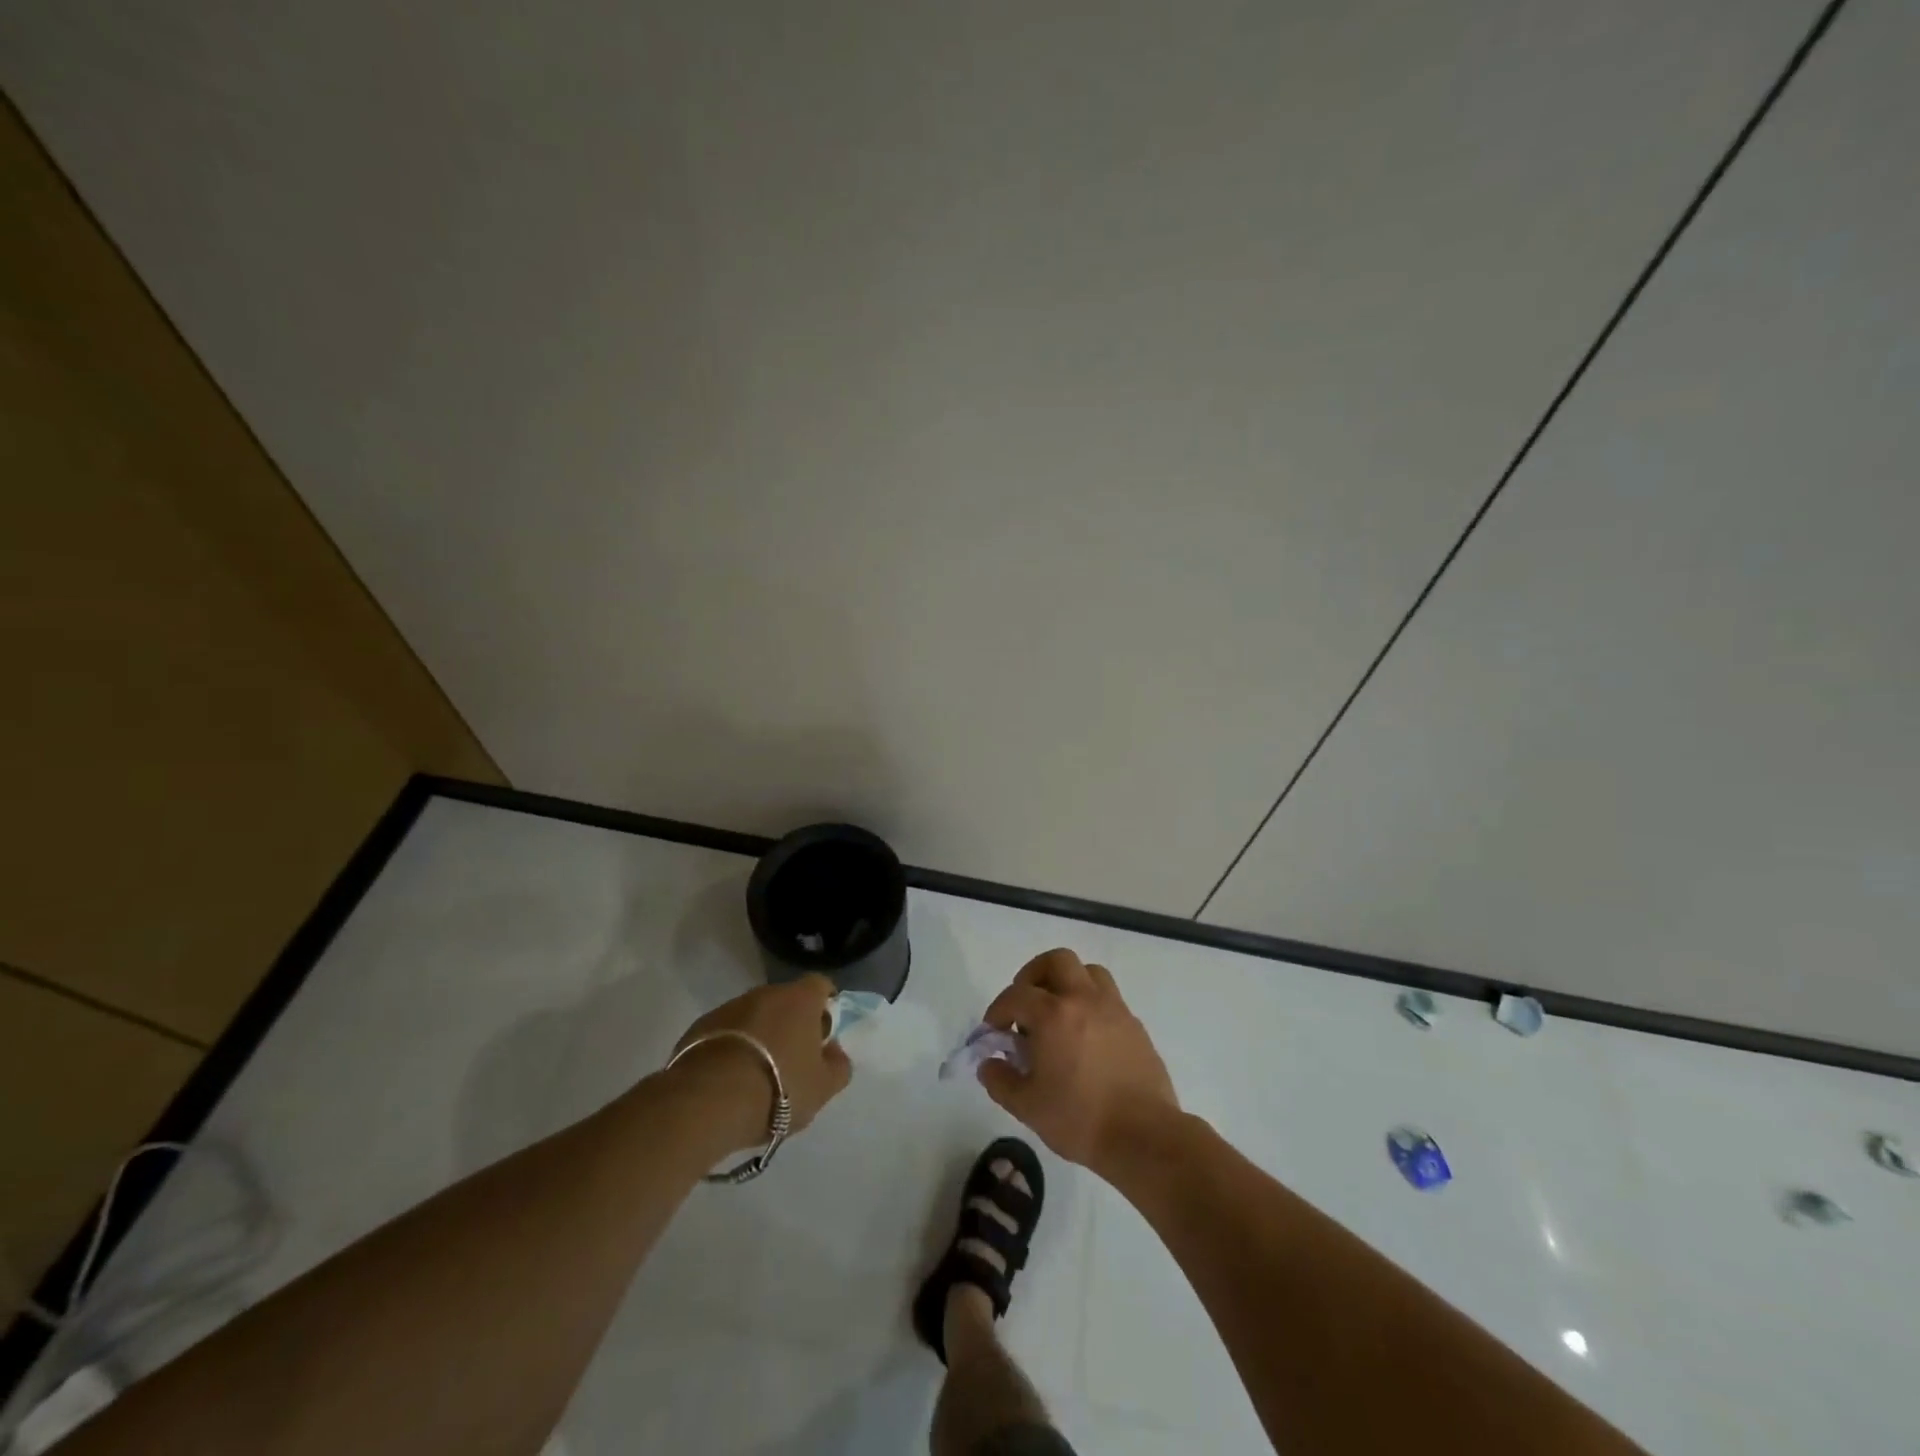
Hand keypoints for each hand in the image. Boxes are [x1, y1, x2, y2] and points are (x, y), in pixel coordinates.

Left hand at [669, 975, 852, 1149]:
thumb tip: (834, 1051)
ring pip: (753, 1015)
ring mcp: (729, 1007)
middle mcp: (765, 993)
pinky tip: (729, 1078)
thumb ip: (838, 1066)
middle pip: (785, 1000)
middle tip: (792, 1059)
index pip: (820, 985)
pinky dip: (731, 1046)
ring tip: (758, 1073)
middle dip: (790, 1023)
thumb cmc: (779, 1088)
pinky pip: (725, 1032)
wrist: (708, 1101)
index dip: (825, 1004)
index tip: (823, 1032)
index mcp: (801, 999)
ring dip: (759, 1034)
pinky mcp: (699, 1027)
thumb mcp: (823, 1087)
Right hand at [978, 948, 1179, 1175]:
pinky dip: (1091, 1004)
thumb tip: (988, 1064)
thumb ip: (1001, 1081)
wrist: (1143, 1136)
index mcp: (1053, 1015)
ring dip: (1068, 982)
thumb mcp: (1027, 1107)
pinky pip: (1108, 997)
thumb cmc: (1079, 1119)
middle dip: (1034, 975)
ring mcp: (1113, 1009)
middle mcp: (1083, 999)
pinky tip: (1086, 1036)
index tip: (994, 1031)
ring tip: (1058, 1012)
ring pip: (1088, 972)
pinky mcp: (1134, 1024)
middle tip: (1026, 1004)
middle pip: (1056, 961)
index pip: (1016, 995)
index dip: (998, 1010)